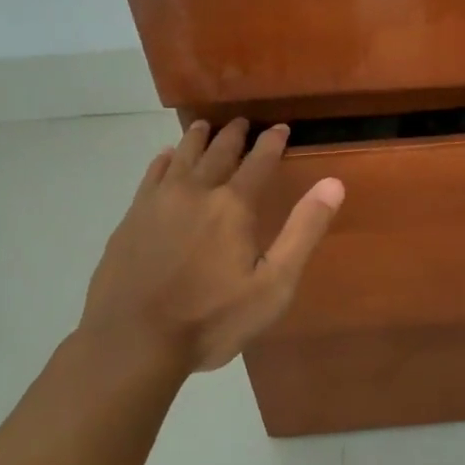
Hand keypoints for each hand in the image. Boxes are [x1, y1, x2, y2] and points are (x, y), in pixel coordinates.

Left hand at [76, 119, 343, 373]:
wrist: (133, 342)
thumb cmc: (212, 319)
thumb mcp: (273, 284)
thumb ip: (303, 231)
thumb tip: (333, 183)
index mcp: (233, 206)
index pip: (259, 162)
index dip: (272, 142)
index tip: (281, 127)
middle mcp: (196, 192)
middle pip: (219, 152)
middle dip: (234, 135)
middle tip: (243, 122)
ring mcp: (158, 202)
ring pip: (182, 157)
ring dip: (197, 139)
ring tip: (205, 126)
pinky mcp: (132, 218)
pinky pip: (151, 175)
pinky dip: (163, 160)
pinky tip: (165, 158)